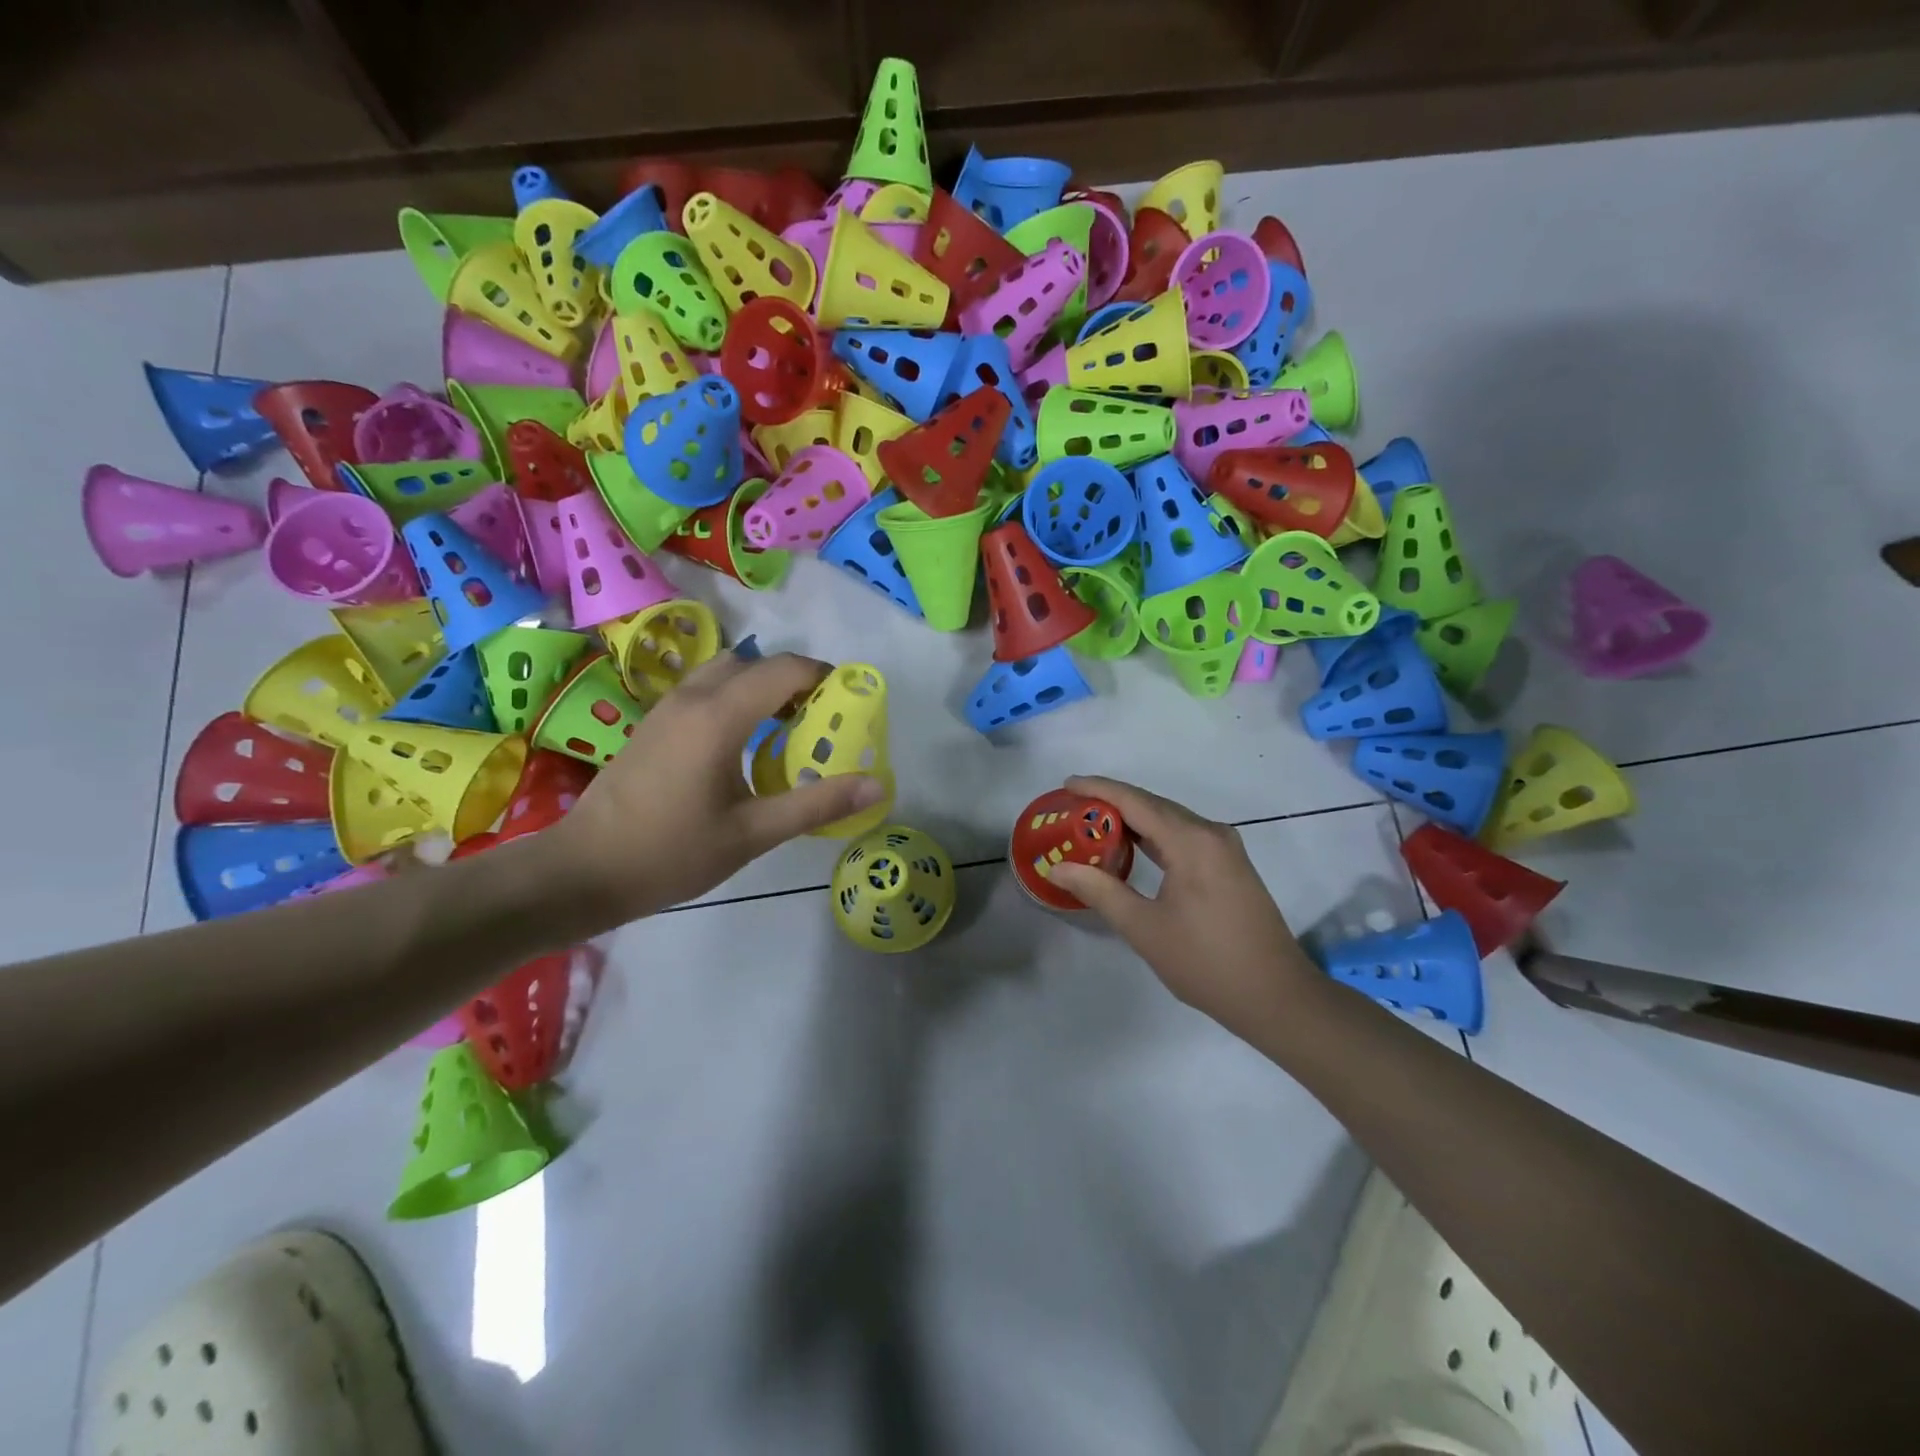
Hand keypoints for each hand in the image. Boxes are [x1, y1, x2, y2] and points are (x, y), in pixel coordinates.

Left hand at [548, 653, 885, 924]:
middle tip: (821, 721)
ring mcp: (667, 708)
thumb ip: (817, 804)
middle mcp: (693, 698)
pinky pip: (705, 689)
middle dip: (795, 681)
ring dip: (762, 687)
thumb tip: (877, 786)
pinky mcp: (653, 723)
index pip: (784, 669)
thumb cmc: (672, 853)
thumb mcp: (753, 834)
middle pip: (755, 664)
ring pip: (726, 672)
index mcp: (720, 717)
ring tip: (786, 729)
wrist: (583, 870)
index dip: (823, 677)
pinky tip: (743, 743)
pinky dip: (736, 698)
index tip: (849, 703)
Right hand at [1047, 776, 1319, 1033]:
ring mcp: (1224, 849)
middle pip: (1153, 805)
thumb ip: (1099, 891)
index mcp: (1191, 841)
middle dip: (1112, 802)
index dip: (1098, 789)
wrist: (1276, 996)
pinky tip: (1132, 847)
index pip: (1135, 801)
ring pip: (1170, 820)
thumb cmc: (1206, 962)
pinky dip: (1153, 836)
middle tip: (1072, 807)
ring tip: (1093, 824)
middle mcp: (1211, 833)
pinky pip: (1183, 836)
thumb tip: (1057, 867)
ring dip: (1133, 819)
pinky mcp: (1230, 866)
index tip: (1066, 783)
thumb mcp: (1143, 928)